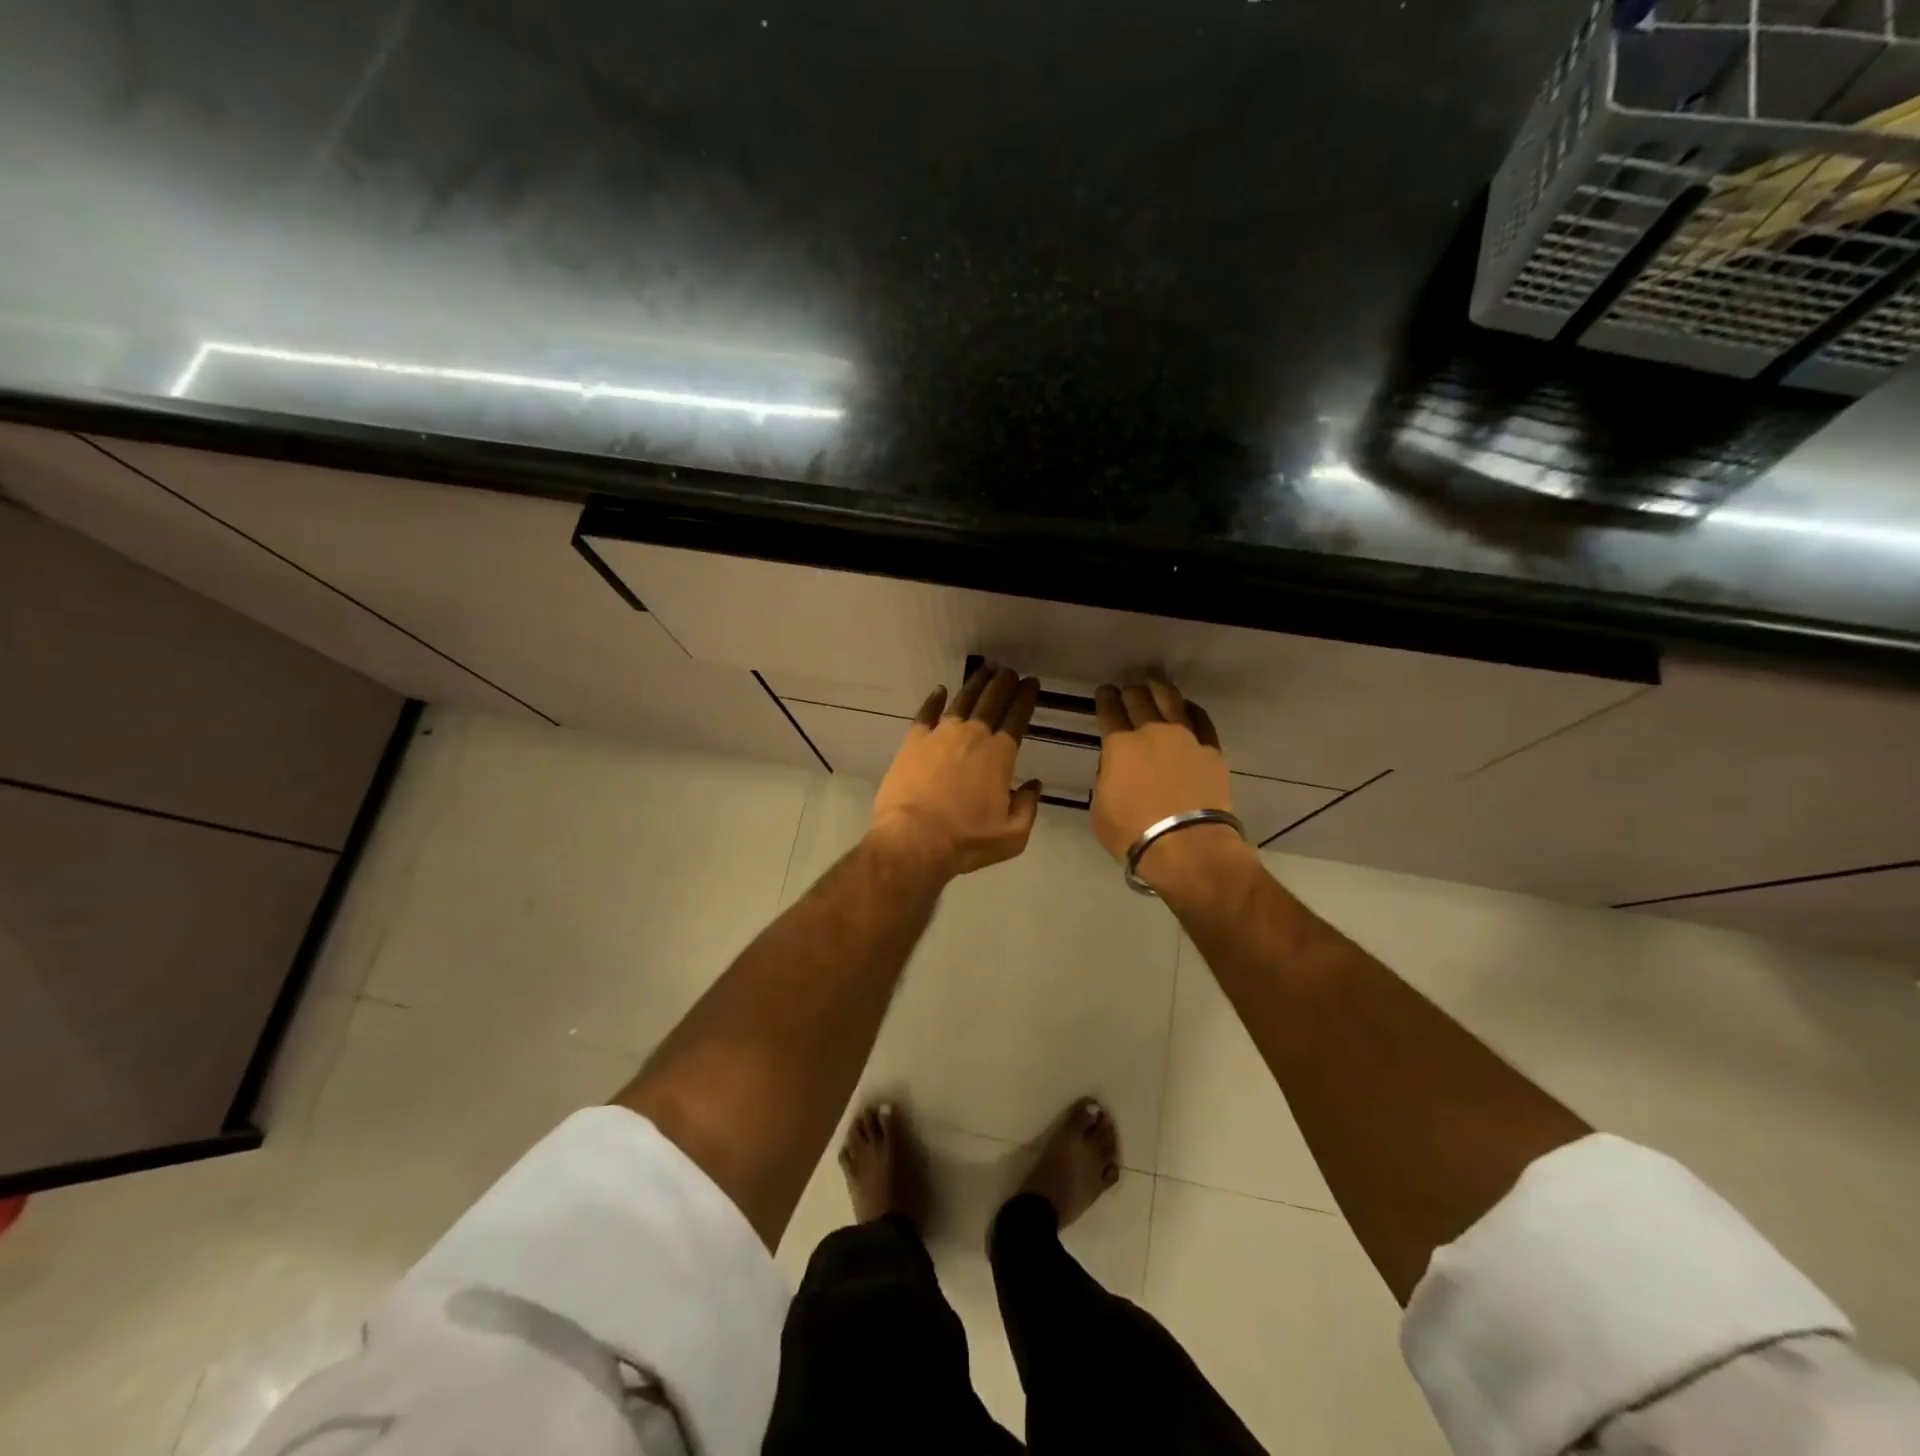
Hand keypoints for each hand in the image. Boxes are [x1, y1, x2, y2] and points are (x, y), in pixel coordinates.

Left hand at [869, 665, 1042, 879]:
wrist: (914, 839)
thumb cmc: (966, 840)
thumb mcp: (1012, 835)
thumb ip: (1028, 807)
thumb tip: (1034, 786)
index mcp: (1000, 754)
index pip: (1017, 716)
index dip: (1026, 697)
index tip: (1031, 683)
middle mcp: (973, 735)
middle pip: (992, 701)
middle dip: (1004, 683)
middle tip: (1010, 672)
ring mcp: (940, 735)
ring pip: (962, 700)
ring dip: (975, 684)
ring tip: (985, 672)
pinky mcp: (913, 741)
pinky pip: (926, 713)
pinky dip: (934, 699)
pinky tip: (940, 690)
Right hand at [1091, 679, 1252, 893]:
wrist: (1187, 847)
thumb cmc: (1134, 833)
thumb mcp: (1100, 809)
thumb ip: (1105, 781)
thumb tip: (1115, 769)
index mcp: (1119, 746)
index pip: (1109, 712)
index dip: (1105, 699)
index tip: (1104, 692)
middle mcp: (1152, 732)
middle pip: (1139, 700)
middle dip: (1130, 692)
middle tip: (1127, 689)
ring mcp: (1185, 738)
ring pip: (1171, 701)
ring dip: (1159, 689)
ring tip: (1155, 684)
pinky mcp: (1211, 750)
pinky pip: (1201, 720)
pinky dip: (1191, 709)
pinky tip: (1187, 707)